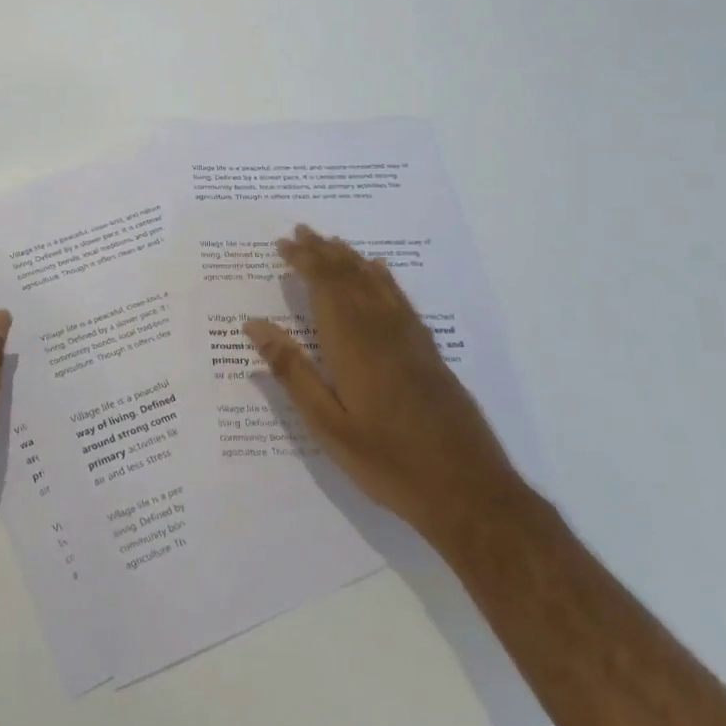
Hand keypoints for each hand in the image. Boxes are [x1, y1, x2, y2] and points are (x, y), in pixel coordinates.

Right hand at [244, 225, 521, 549]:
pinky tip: (379, 272)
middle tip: (300, 231)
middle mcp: (383, 332)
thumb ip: (292, 372)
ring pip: (376, 284)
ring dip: (351, 260)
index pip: (325, 287)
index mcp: (354, 345)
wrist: (471, 493)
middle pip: (350, 278)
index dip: (304, 262)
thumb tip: (254, 325)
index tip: (283, 244)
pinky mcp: (429, 354)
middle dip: (323, 253)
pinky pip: (400, 300)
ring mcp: (412, 341)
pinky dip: (384, 279)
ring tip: (331, 242)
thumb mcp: (327, 425)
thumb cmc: (388, 463)